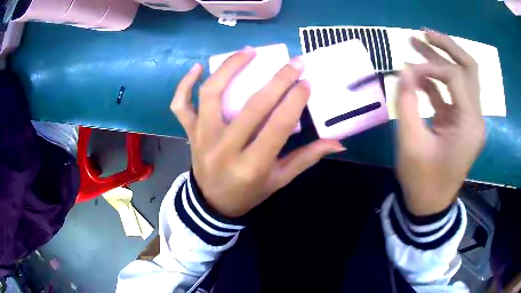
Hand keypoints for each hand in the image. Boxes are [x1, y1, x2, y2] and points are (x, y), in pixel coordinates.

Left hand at [171, 47, 344, 216]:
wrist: (211, 204)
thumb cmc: (248, 193)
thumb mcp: (279, 181)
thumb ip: (306, 159)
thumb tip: (337, 143)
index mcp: (251, 166)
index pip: (277, 127)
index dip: (294, 102)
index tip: (306, 82)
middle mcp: (224, 149)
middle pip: (251, 107)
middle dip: (277, 81)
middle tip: (294, 62)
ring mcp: (202, 138)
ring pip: (211, 95)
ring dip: (229, 69)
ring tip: (249, 52)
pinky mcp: (189, 133)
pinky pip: (181, 105)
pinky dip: (184, 85)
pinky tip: (197, 68)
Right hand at [395, 30, 485, 215]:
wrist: (430, 205)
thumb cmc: (422, 181)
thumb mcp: (411, 143)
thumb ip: (408, 103)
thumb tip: (404, 70)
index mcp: (470, 125)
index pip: (456, 78)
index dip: (431, 67)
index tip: (406, 70)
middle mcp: (475, 117)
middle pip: (469, 69)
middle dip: (447, 47)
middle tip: (423, 33)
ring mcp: (469, 119)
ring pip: (462, 77)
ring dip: (441, 59)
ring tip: (418, 42)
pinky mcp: (460, 122)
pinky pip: (451, 93)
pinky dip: (436, 80)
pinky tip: (418, 72)